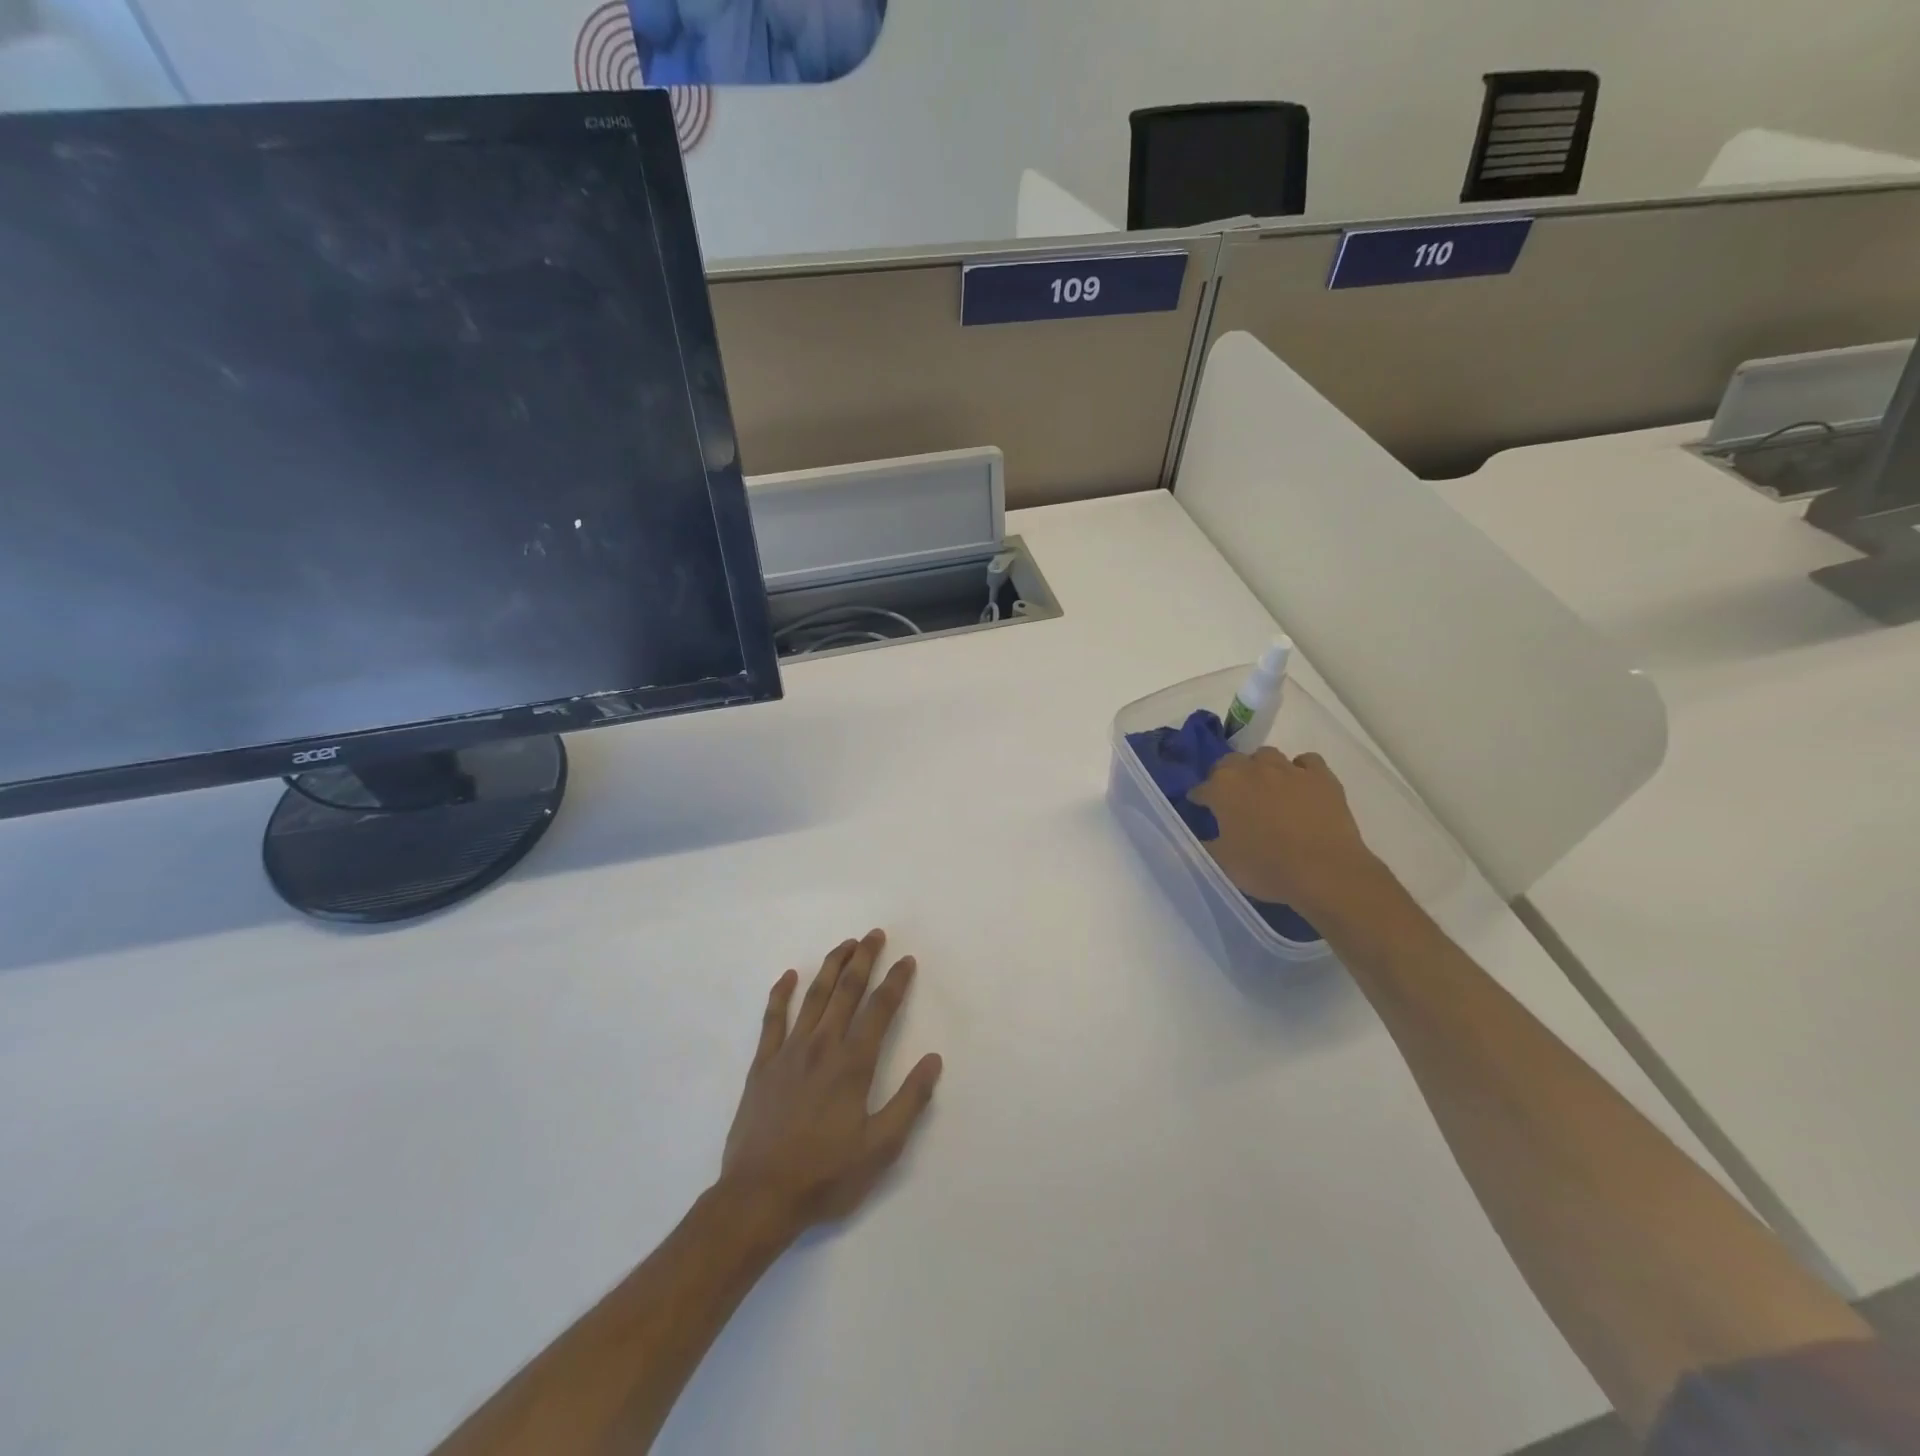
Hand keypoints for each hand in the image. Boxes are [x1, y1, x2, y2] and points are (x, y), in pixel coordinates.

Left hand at [718, 931, 942, 1244]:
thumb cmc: (825, 1176)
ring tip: (845, 944)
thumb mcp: (880, 1148)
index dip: (896, 982)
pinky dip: (780, 994)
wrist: (759, 1197)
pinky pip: (772, 1019)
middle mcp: (823, 1046)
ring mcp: (789, 1051)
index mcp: (853, 1064)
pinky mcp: (762, 1064)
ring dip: (832, 966)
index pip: (880, 1009)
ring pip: (814, 996)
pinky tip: (788, 976)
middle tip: (875, 934)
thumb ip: (909, 1101)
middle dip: (864, 959)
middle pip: (847, 991)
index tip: (906, 960)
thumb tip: (933, 1060)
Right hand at [1189, 748, 1400, 924]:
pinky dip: (1300, 770)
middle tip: (1232, 798)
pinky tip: (1299, 786)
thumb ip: (1207, 843)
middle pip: (1231, 762)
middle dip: (1227, 776)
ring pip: (1267, 756)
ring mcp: (1289, 769)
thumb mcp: (1222, 862)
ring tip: (1265, 788)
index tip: (1200, 809)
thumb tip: (1203, 836)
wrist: (1325, 873)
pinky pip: (1306, 761)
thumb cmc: (1266, 868)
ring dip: (1260, 768)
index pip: (1201, 788)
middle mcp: (1252, 770)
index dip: (1199, 799)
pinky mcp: (1321, 777)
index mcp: (1223, 788)